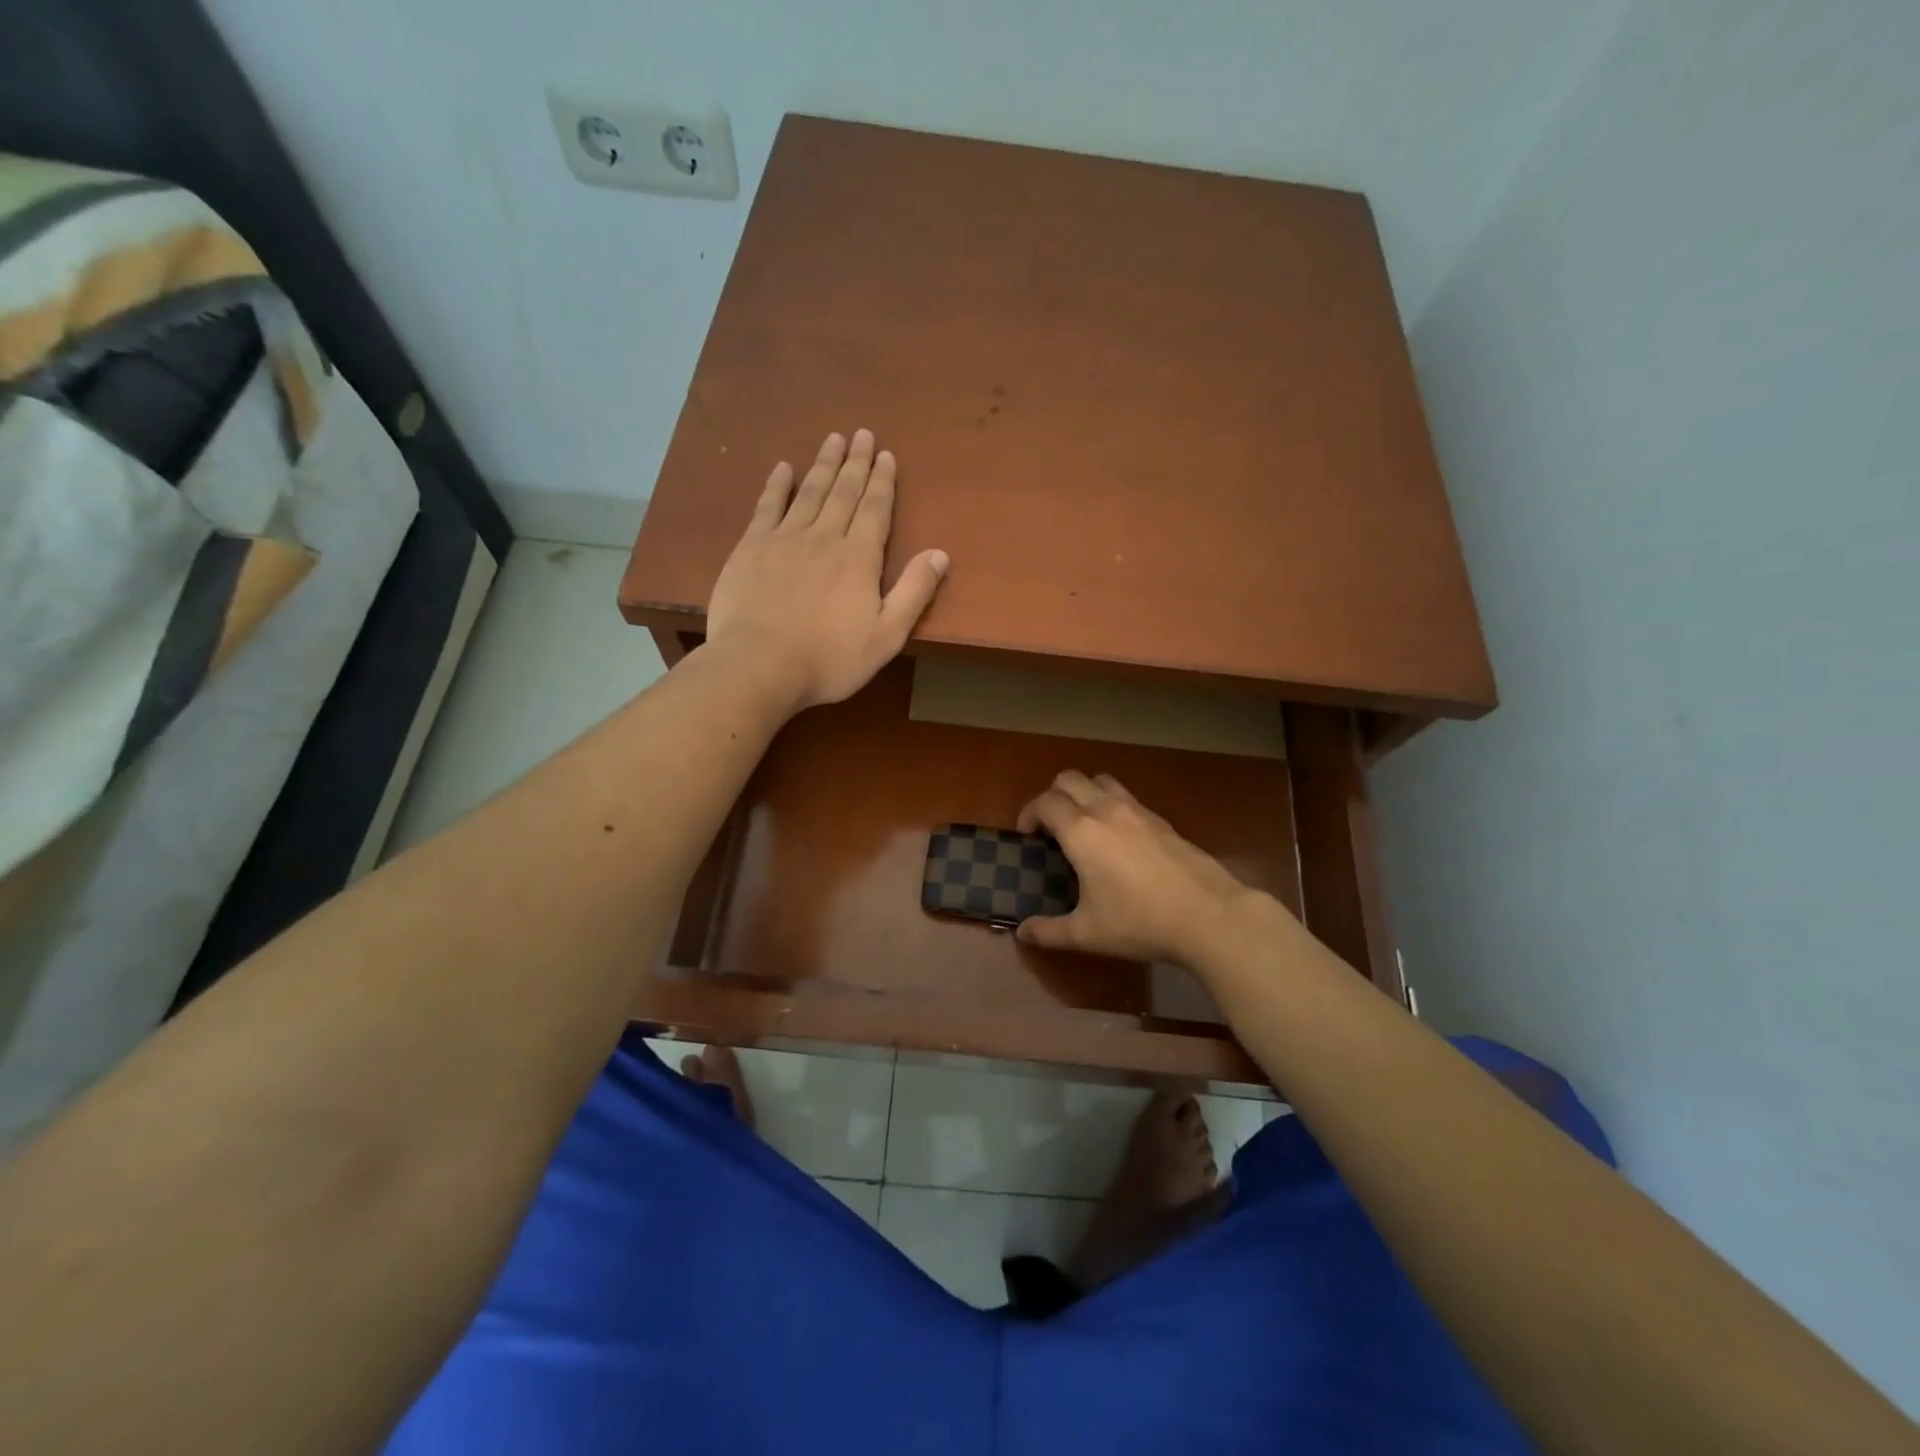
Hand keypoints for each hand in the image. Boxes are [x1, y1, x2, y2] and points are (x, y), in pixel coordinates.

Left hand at [706, 430, 948, 712]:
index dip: (882, 481)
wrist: (759, 665)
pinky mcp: (751, 547)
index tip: (886, 455)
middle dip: (856, 463)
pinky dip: (777, 485)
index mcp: (859, 558)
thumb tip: (940, 554)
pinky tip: (783, 467)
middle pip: (843, 491)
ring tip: (833, 439)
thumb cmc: (829, 658)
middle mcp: (824, 537)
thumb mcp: (886, 635)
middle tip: (862, 434)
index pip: (875, 509)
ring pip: (809, 491)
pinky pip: (767, 506)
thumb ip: (914, 592)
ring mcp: (784, 538)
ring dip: (823, 464)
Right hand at [1016, 771, 1265, 964]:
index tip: (1027, 836)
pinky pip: (1127, 797)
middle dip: (1052, 796)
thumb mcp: (1087, 934)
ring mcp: (1137, 810)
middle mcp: (1106, 810)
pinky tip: (1119, 841)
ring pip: (1101, 781)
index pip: (1044, 802)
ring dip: (1084, 794)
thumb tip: (1022, 933)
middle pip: (1069, 779)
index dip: (1028, 814)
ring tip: (1084, 826)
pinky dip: (1112, 806)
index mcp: (1081, 831)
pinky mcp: (1162, 820)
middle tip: (1051, 828)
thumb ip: (1049, 932)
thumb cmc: (1139, 922)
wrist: (1208, 915)